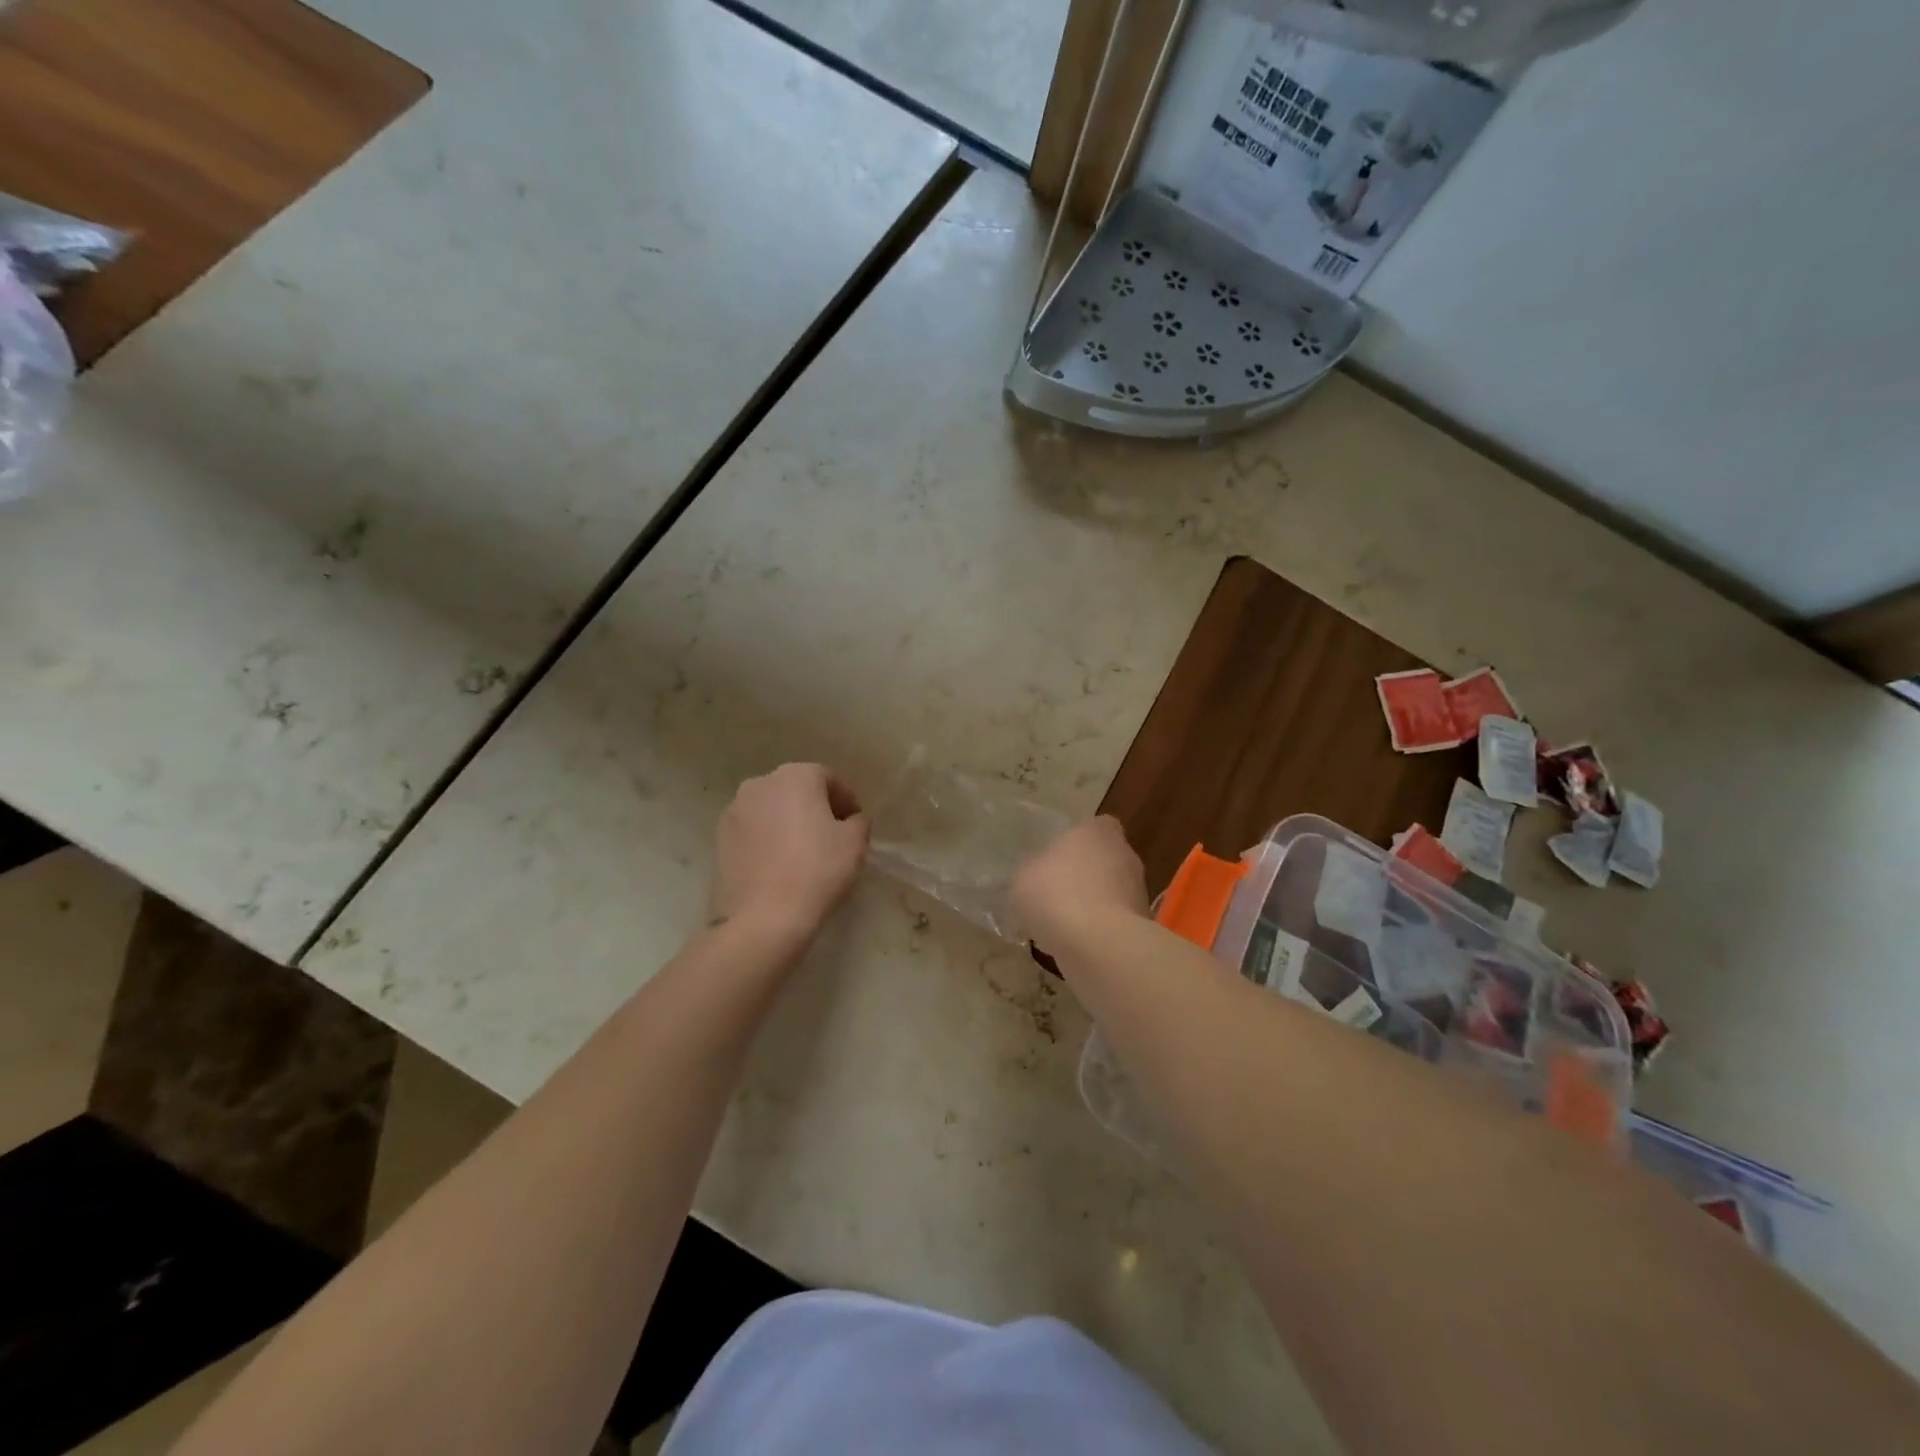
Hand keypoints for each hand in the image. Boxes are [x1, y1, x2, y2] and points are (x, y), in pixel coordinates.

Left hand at [713, 764, 869, 940]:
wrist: (764, 917)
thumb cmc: (817, 870)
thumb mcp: (855, 842)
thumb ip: (858, 821)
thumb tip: (849, 821)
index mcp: (795, 776)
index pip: (828, 780)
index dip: (846, 802)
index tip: (855, 826)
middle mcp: (760, 783)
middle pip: (796, 791)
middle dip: (814, 809)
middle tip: (831, 838)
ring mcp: (734, 811)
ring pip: (772, 810)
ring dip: (788, 824)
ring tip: (802, 854)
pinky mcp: (719, 839)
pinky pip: (753, 832)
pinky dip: (767, 841)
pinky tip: (778, 866)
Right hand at [1012, 816, 1149, 948]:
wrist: (1098, 945)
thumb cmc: (1056, 895)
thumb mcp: (1022, 878)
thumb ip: (1030, 874)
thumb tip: (1034, 882)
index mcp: (1097, 832)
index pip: (1094, 827)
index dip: (1074, 843)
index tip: (1055, 860)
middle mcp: (1124, 855)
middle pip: (1101, 862)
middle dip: (1081, 878)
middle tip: (1051, 897)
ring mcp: (1137, 892)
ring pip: (1108, 895)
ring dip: (1088, 908)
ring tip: (1057, 929)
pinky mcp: (1142, 926)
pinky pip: (1112, 924)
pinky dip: (1096, 934)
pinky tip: (1071, 948)